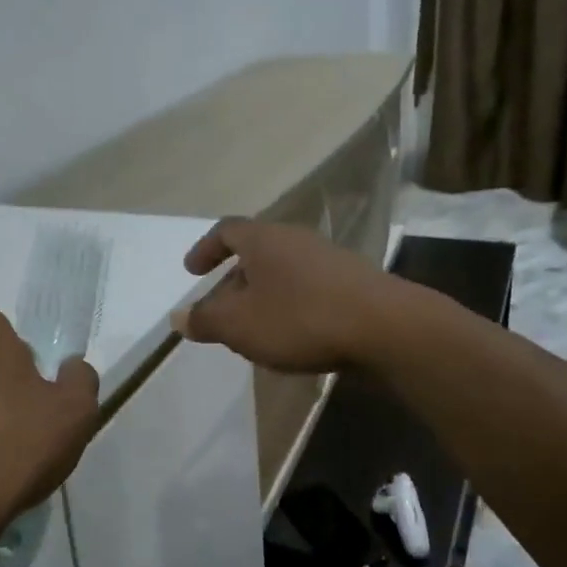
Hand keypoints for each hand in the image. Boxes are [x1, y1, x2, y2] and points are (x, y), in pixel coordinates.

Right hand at [171, 217, 398, 372]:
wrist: (387, 328)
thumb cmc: (300, 318)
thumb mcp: (239, 325)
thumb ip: (205, 320)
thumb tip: (179, 317)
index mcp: (264, 239)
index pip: (226, 230)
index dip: (205, 249)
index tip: (192, 271)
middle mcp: (295, 240)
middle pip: (255, 253)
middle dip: (233, 281)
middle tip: (221, 310)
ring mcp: (329, 259)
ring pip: (282, 272)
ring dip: (262, 296)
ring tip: (254, 328)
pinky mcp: (353, 283)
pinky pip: (308, 288)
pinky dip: (290, 305)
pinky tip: (292, 336)